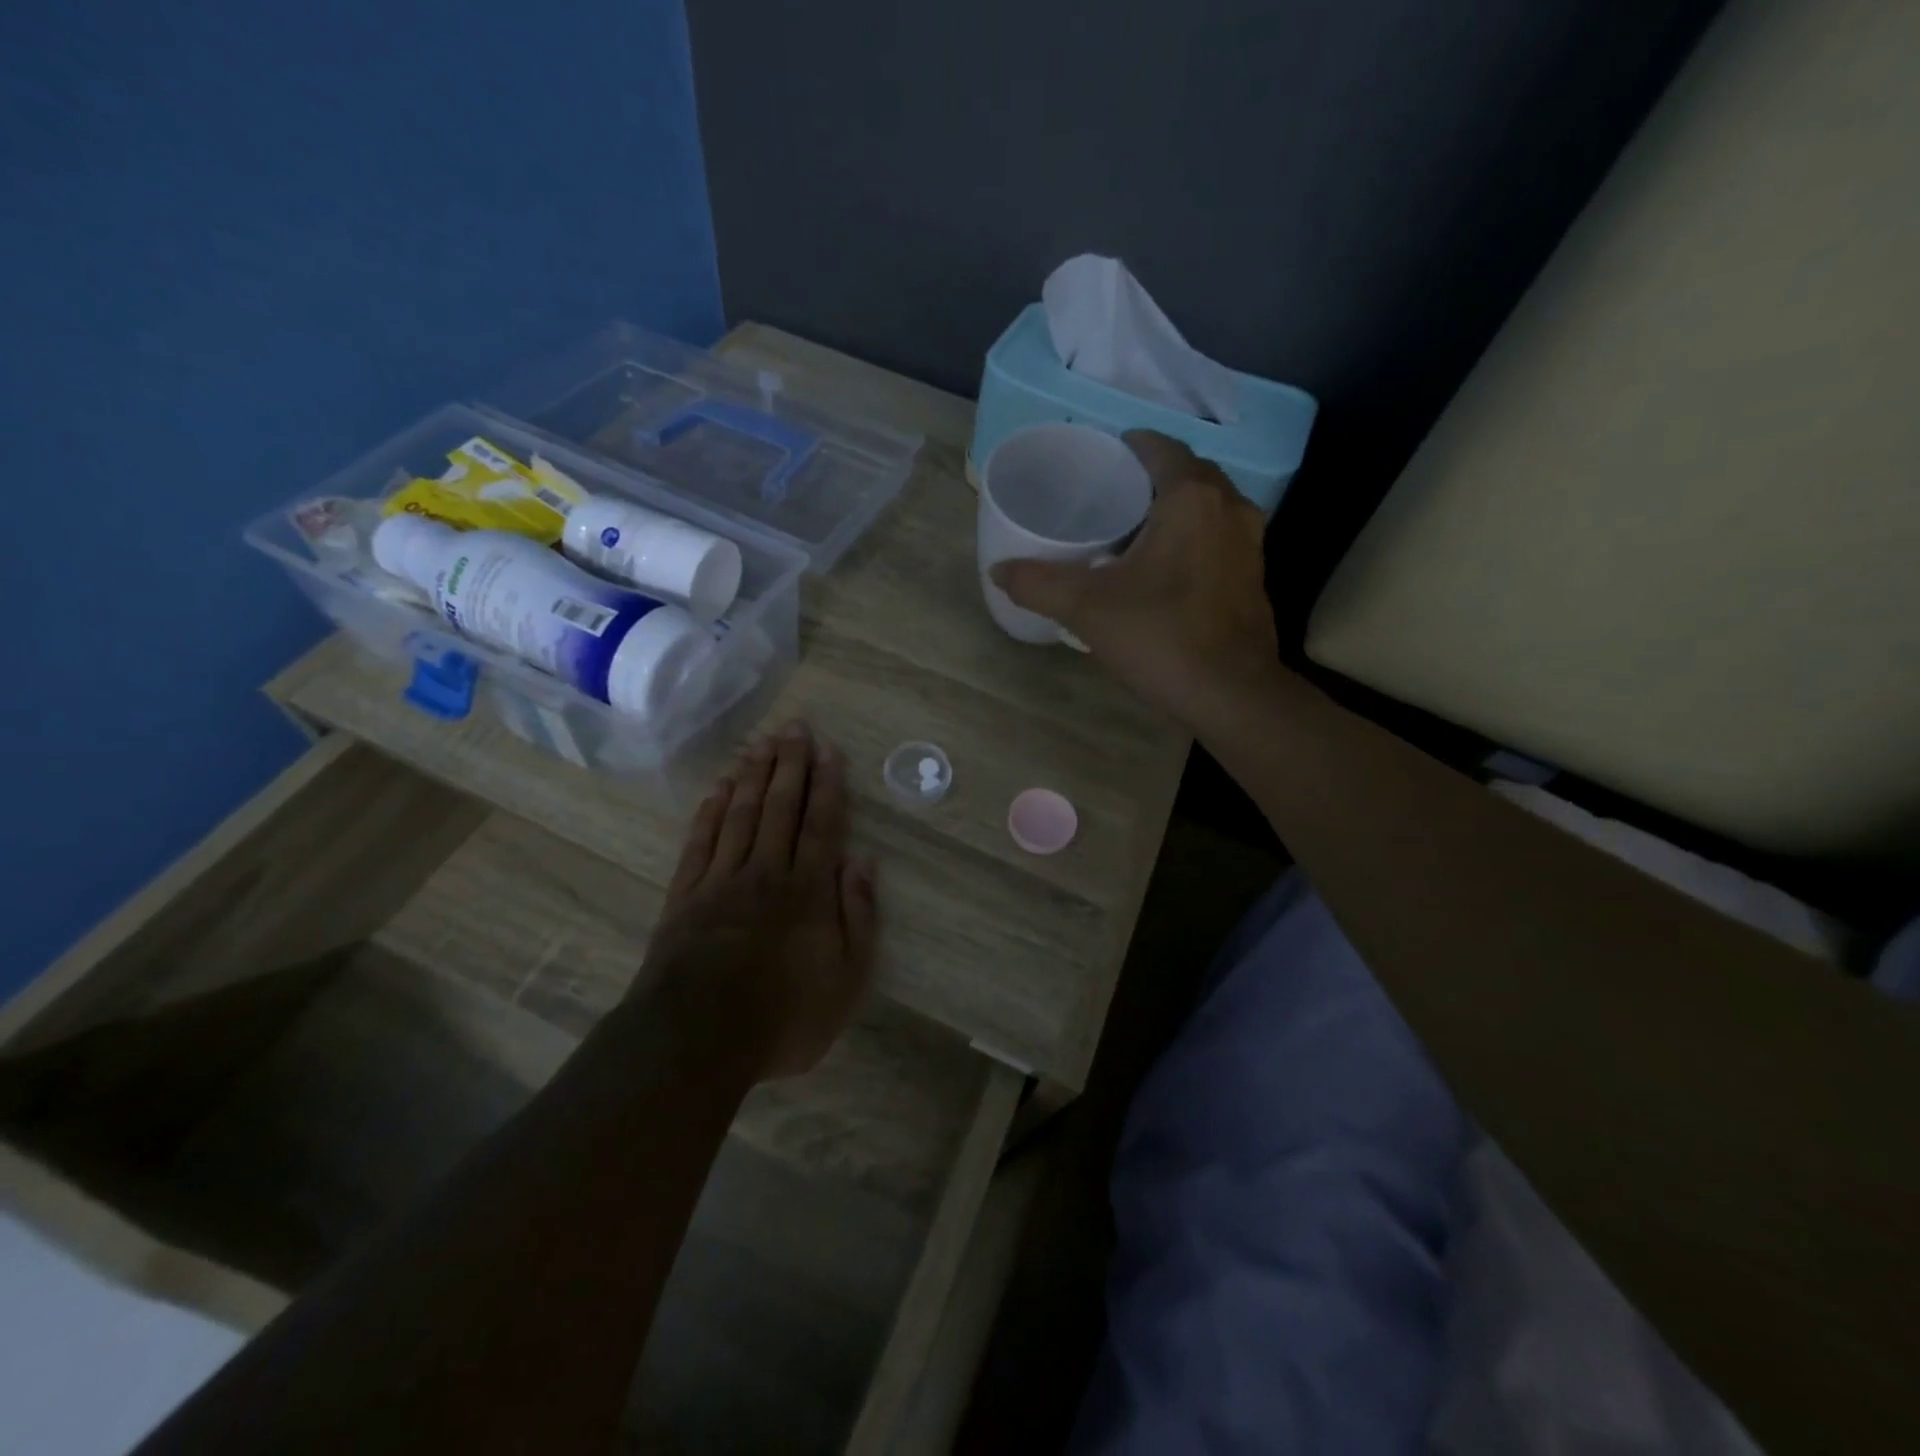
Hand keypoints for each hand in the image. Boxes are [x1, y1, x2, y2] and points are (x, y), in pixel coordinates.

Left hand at [640, 721, 876, 1080]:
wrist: (696, 1040)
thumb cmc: (783, 1016)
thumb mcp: (846, 979)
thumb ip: (858, 916)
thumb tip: (863, 861)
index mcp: (807, 889)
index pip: (821, 824)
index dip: (827, 785)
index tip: (829, 750)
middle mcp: (766, 871)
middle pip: (780, 807)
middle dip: (790, 764)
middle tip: (795, 727)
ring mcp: (721, 880)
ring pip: (740, 814)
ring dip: (753, 776)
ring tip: (762, 743)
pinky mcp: (685, 895)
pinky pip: (700, 841)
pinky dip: (710, 811)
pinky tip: (719, 789)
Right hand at [989, 430, 1281, 728]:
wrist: (1230, 694)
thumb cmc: (1160, 635)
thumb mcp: (1087, 608)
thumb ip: (1038, 584)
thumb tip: (998, 571)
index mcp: (1191, 498)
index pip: (1161, 448)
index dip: (1130, 447)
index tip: (1102, 461)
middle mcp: (1230, 507)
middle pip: (1188, 474)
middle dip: (1152, 477)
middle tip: (1111, 497)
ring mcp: (1250, 543)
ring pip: (1208, 507)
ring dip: (1175, 510)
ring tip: (1134, 532)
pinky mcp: (1254, 577)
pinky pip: (1219, 538)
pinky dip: (1194, 539)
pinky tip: (1165, 569)